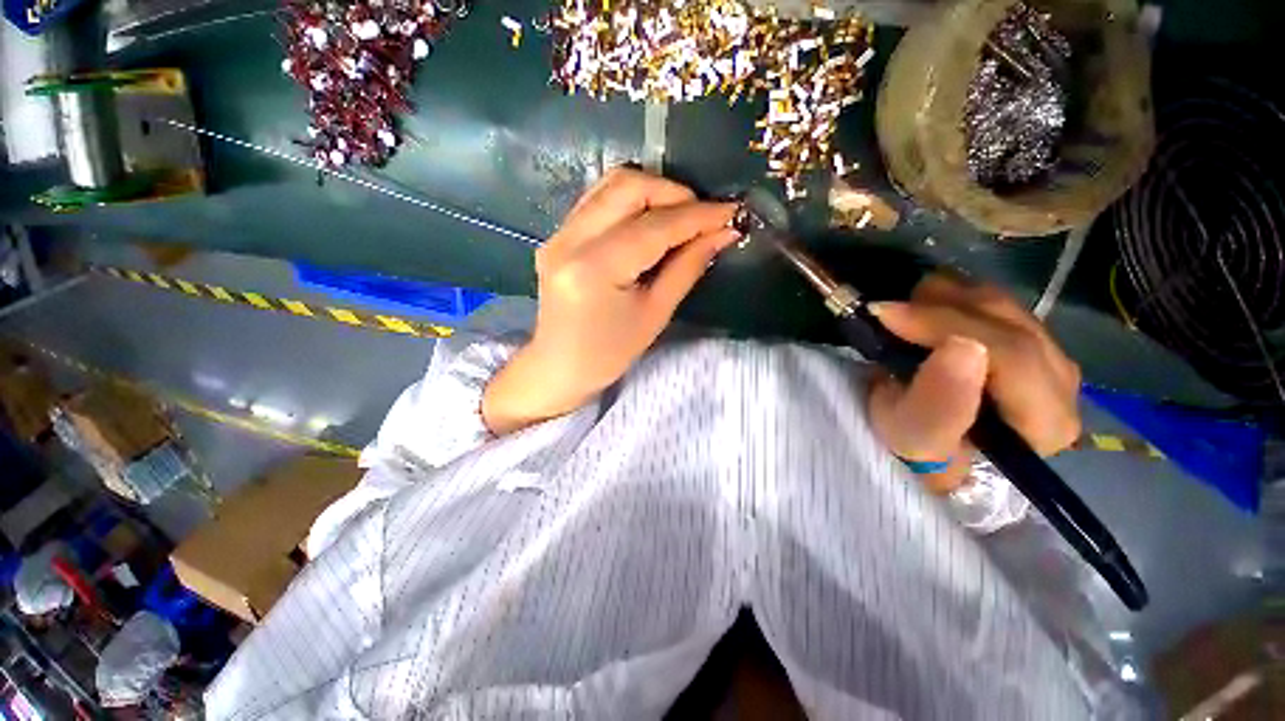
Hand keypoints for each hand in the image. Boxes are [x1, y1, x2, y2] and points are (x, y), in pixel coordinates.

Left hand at [482, 168, 739, 434]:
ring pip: (611, 184)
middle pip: (628, 186)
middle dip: (674, 193)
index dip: (698, 216)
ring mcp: (558, 233)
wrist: (559, 366)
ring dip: (653, 192)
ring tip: (680, 217)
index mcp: (595, 268)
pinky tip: (649, 221)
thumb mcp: (655, 315)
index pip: (654, 226)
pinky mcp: (557, 236)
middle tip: (703, 216)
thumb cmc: (609, 353)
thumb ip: (687, 267)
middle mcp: (570, 239)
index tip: (732, 212)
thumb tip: (722, 233)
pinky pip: (598, 200)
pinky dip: (630, 201)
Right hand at [866, 274, 1081, 493]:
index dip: (945, 325)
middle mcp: (1064, 385)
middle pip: (1009, 322)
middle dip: (941, 307)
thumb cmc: (922, 453)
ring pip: (1003, 305)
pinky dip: (954, 301)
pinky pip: (995, 305)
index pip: (1010, 354)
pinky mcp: (1031, 342)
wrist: (934, 451)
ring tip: (902, 312)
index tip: (885, 315)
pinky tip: (925, 313)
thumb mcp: (916, 441)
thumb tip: (962, 347)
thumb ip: (939, 405)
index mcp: (1047, 421)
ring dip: (945, 300)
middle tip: (887, 310)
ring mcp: (1051, 357)